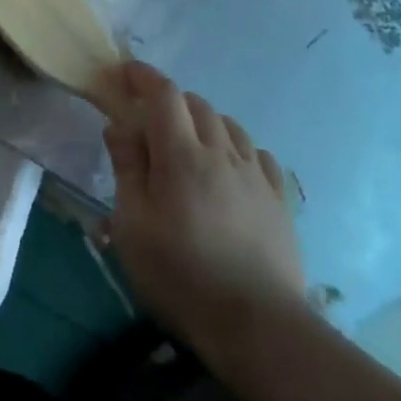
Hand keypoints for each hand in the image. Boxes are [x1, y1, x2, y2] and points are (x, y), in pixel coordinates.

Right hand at [95, 62, 305, 362]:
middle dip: (169, 101)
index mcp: (182, 155)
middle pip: (197, 105)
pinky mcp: (280, 201)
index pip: (164, 94)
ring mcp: (257, 176)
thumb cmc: (180, 275)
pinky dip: (236, 148)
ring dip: (203, 123)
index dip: (143, 76)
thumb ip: (127, 167)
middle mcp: (223, 153)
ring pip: (230, 126)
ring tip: (187, 146)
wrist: (258, 327)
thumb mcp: (132, 224)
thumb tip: (120, 125)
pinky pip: (258, 155)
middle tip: (147, 122)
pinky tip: (229, 169)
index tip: (124, 73)